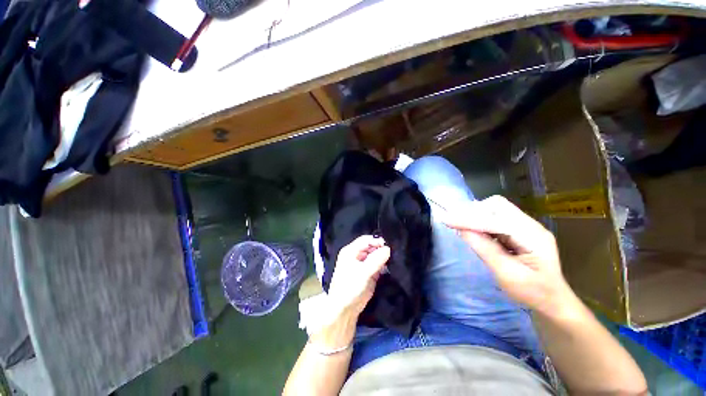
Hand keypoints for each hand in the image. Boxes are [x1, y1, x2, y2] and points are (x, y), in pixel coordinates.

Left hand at [310, 236, 390, 349]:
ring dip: (383, 257)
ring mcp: (362, 264)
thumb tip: (388, 248)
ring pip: (375, 255)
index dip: (377, 241)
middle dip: (381, 248)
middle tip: (395, 252)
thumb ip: (376, 260)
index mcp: (350, 251)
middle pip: (371, 247)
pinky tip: (391, 266)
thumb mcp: (364, 272)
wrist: (345, 310)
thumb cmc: (350, 288)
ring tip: (395, 258)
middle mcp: (356, 255)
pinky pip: (377, 264)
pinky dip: (383, 264)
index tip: (390, 246)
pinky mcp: (368, 273)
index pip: (366, 240)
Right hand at [441, 195, 571, 314]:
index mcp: (533, 237)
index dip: (469, 220)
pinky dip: (480, 220)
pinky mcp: (518, 229)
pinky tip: (473, 229)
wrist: (553, 300)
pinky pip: (495, 217)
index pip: (496, 221)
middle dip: (473, 211)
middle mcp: (530, 225)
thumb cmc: (532, 292)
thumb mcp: (507, 275)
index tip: (446, 220)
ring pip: (495, 209)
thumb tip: (462, 230)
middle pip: (497, 206)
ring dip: (475, 214)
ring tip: (460, 224)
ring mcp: (525, 225)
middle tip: (454, 221)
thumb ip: (485, 250)